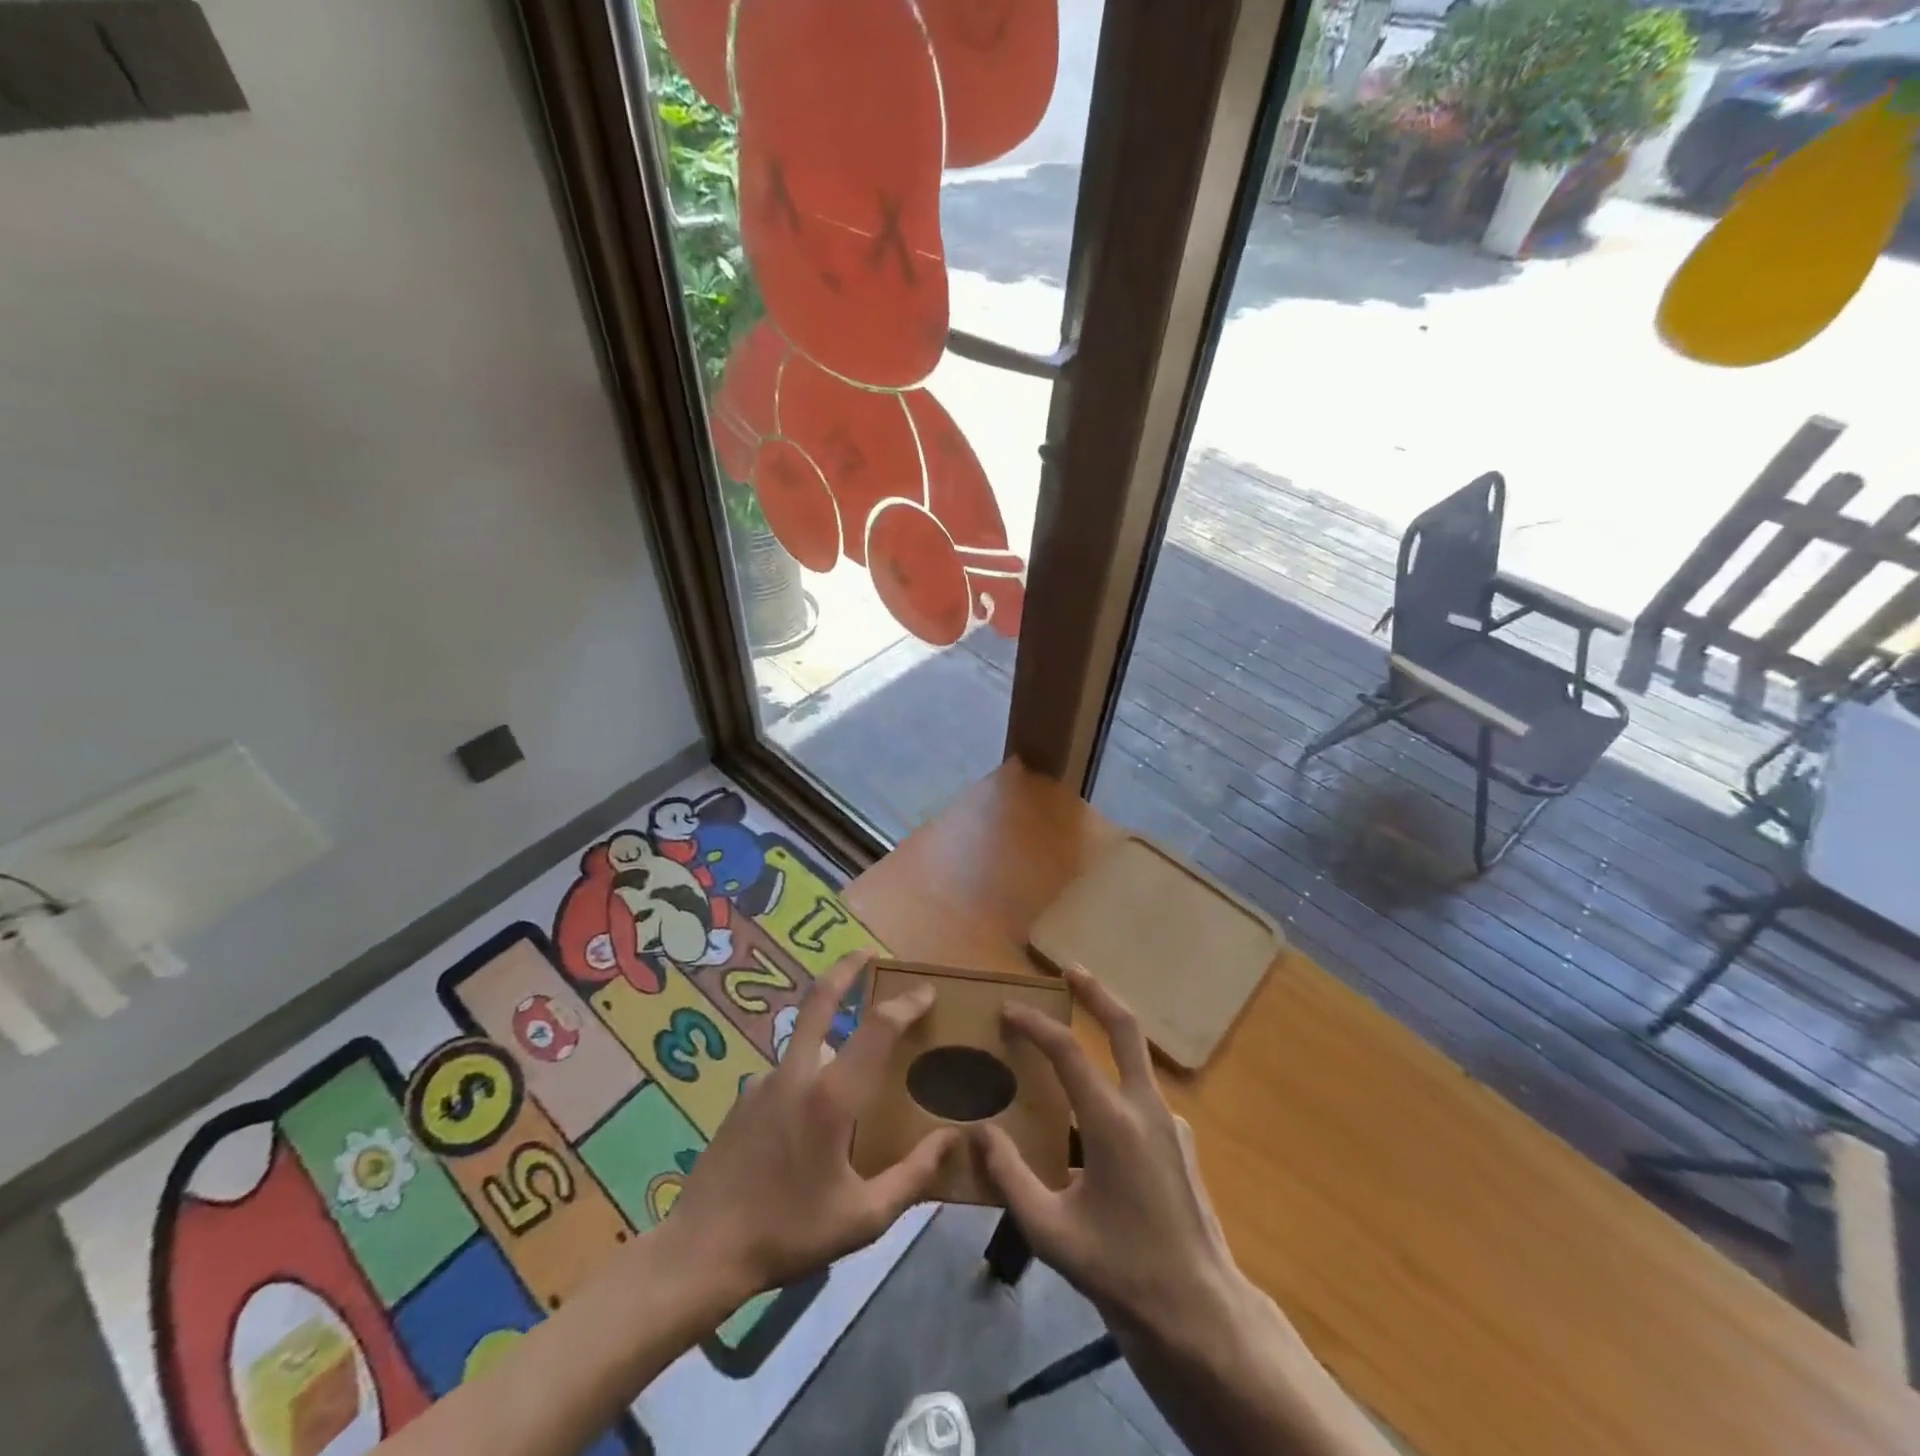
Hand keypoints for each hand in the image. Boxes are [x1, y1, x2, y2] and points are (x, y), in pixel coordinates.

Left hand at [667, 951, 959, 1298]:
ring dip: (831, 1034)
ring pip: (806, 1041)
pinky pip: (788, 1073)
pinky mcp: (744, 1098)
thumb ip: (913, 1176)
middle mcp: (797, 1073)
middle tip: (868, 953)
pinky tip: (812, 1119)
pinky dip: (809, 1075)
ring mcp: (764, 1081)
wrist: (702, 1251)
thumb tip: (952, 1139)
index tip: (926, 992)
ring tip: (854, 1064)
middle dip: (847, 968)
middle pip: (821, 998)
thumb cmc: (790, 1233)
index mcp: (832, 1096)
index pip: (877, 1028)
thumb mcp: (863, 1218)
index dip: (905, 1004)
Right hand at [973, 967, 1245, 1346]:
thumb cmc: (1121, 1270)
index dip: (1035, 1025)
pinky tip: (1093, 1119)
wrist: (1201, 1314)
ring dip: (1106, 1037)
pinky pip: (1142, 1097)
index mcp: (1112, 1122)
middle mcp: (1146, 1108)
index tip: (1008, 1011)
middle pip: (1125, 1028)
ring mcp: (1171, 1123)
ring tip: (1070, 1046)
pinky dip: (1115, 1085)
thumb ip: (1009, 1177)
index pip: (1068, 1052)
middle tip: (1069, 971)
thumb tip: (979, 1133)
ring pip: (1136, 1060)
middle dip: (1096, 993)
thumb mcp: (1051, 1232)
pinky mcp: (1181, 1143)